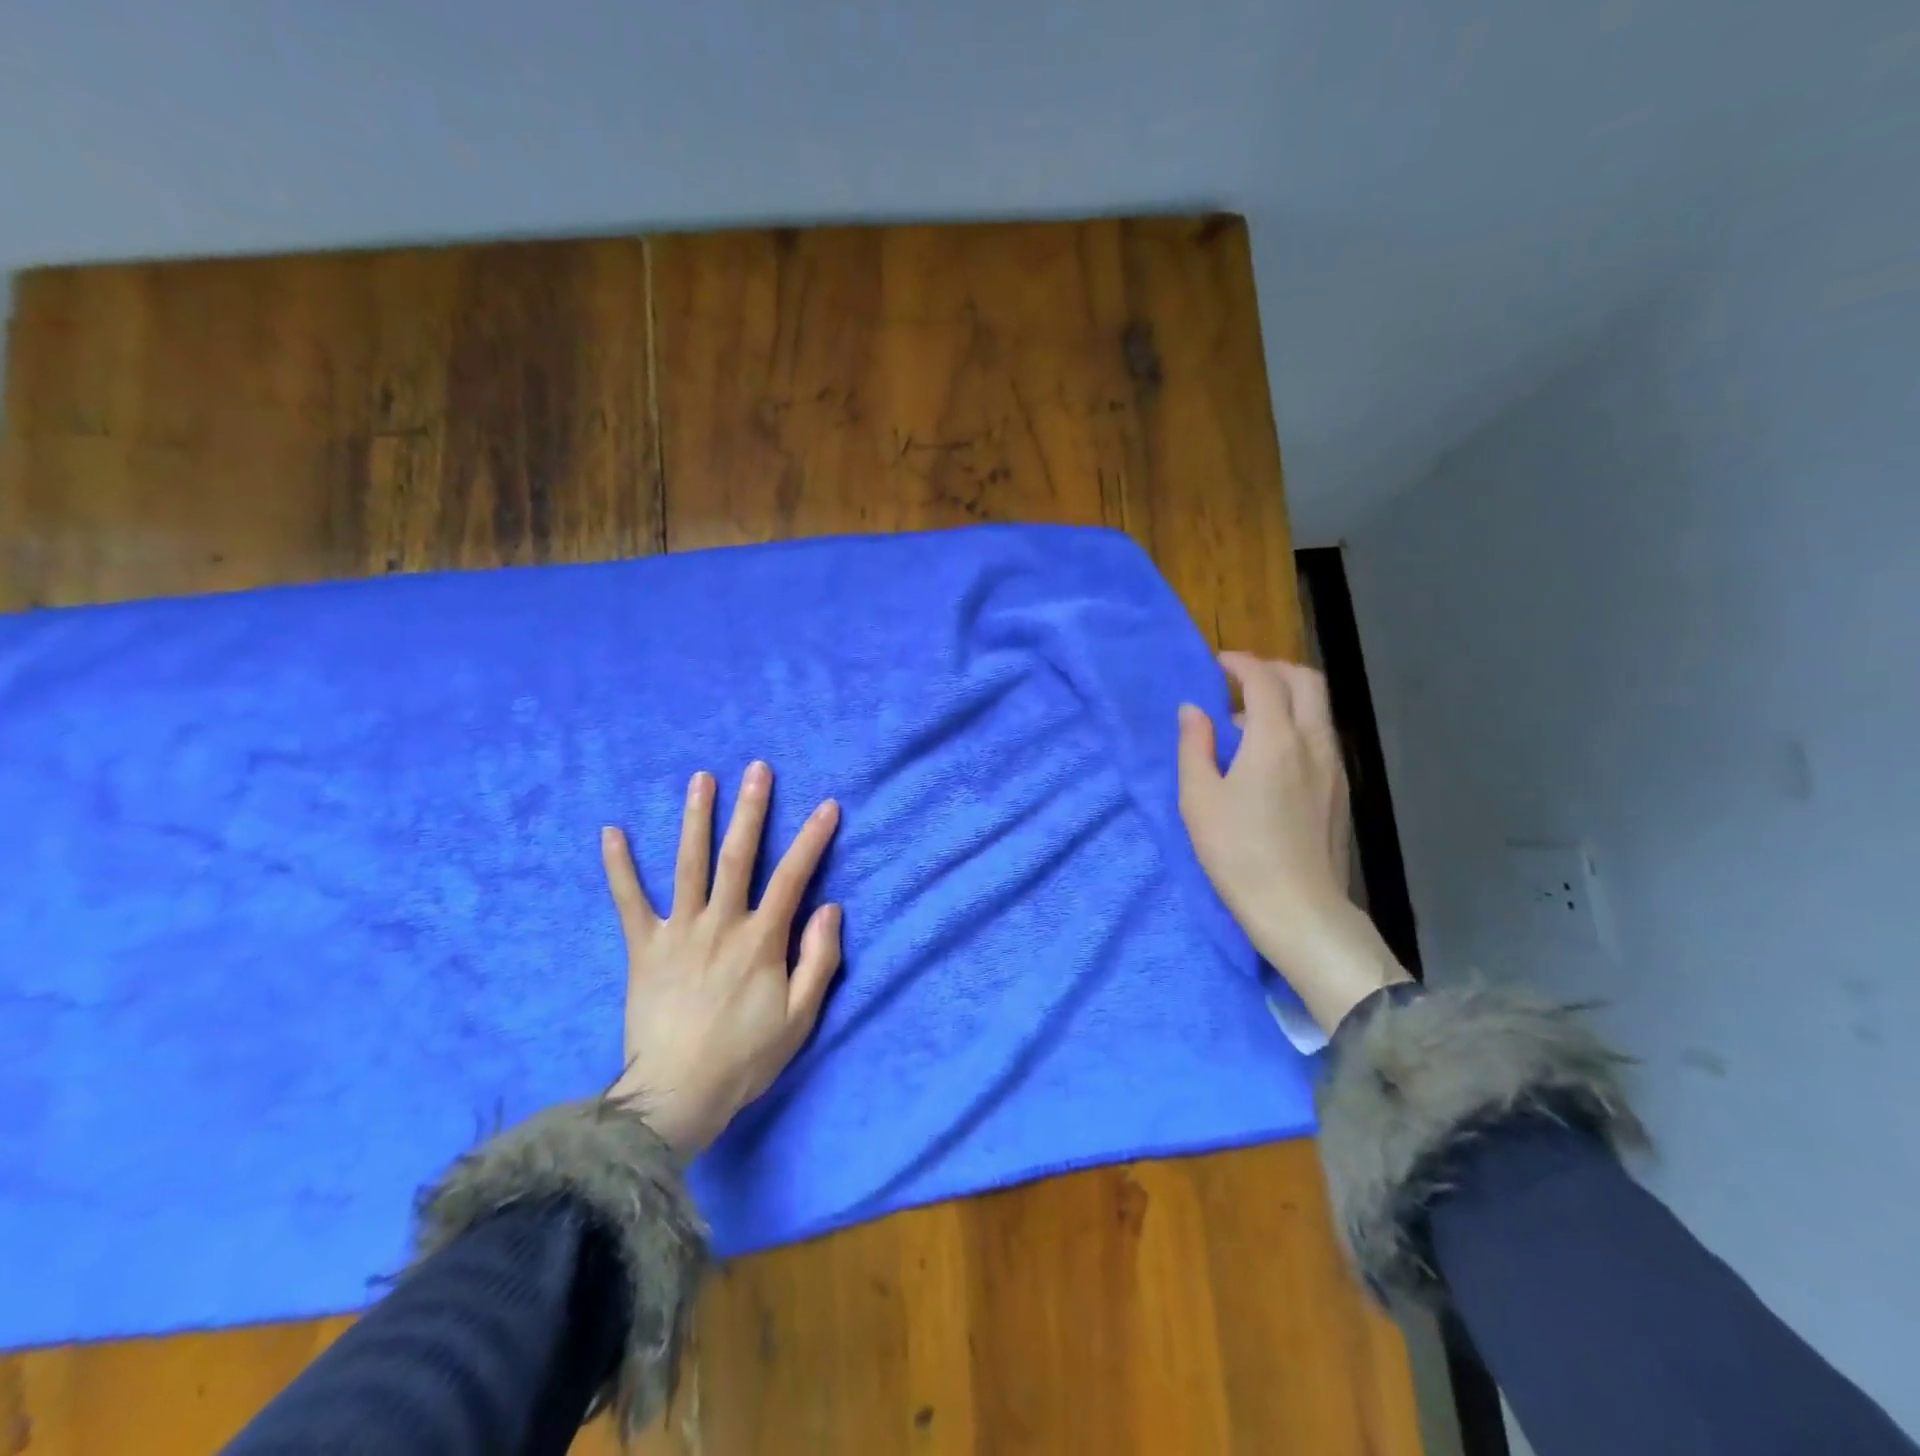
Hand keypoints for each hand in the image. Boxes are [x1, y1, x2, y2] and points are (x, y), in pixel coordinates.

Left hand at [601, 762, 842, 1156]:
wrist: (676, 1095)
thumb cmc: (745, 1057)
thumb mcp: (800, 1016)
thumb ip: (819, 959)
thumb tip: (831, 907)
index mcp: (761, 939)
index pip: (792, 877)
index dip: (812, 839)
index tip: (827, 806)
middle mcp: (720, 923)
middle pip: (739, 856)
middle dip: (751, 809)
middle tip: (757, 769)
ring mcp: (678, 932)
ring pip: (689, 864)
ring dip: (695, 819)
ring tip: (701, 779)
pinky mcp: (643, 948)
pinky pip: (629, 901)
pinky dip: (619, 867)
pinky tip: (611, 832)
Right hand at [1178, 653, 1407, 1032]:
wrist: (1298, 907)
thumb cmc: (1237, 852)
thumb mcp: (1199, 798)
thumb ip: (1195, 746)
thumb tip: (1194, 710)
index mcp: (1275, 738)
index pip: (1264, 678)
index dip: (1240, 662)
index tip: (1218, 663)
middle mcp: (1313, 741)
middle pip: (1306, 680)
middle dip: (1273, 668)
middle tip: (1241, 679)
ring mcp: (1334, 765)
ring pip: (1319, 708)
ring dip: (1287, 697)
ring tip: (1249, 721)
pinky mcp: (1341, 789)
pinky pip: (1321, 736)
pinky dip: (1297, 725)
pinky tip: (1270, 757)